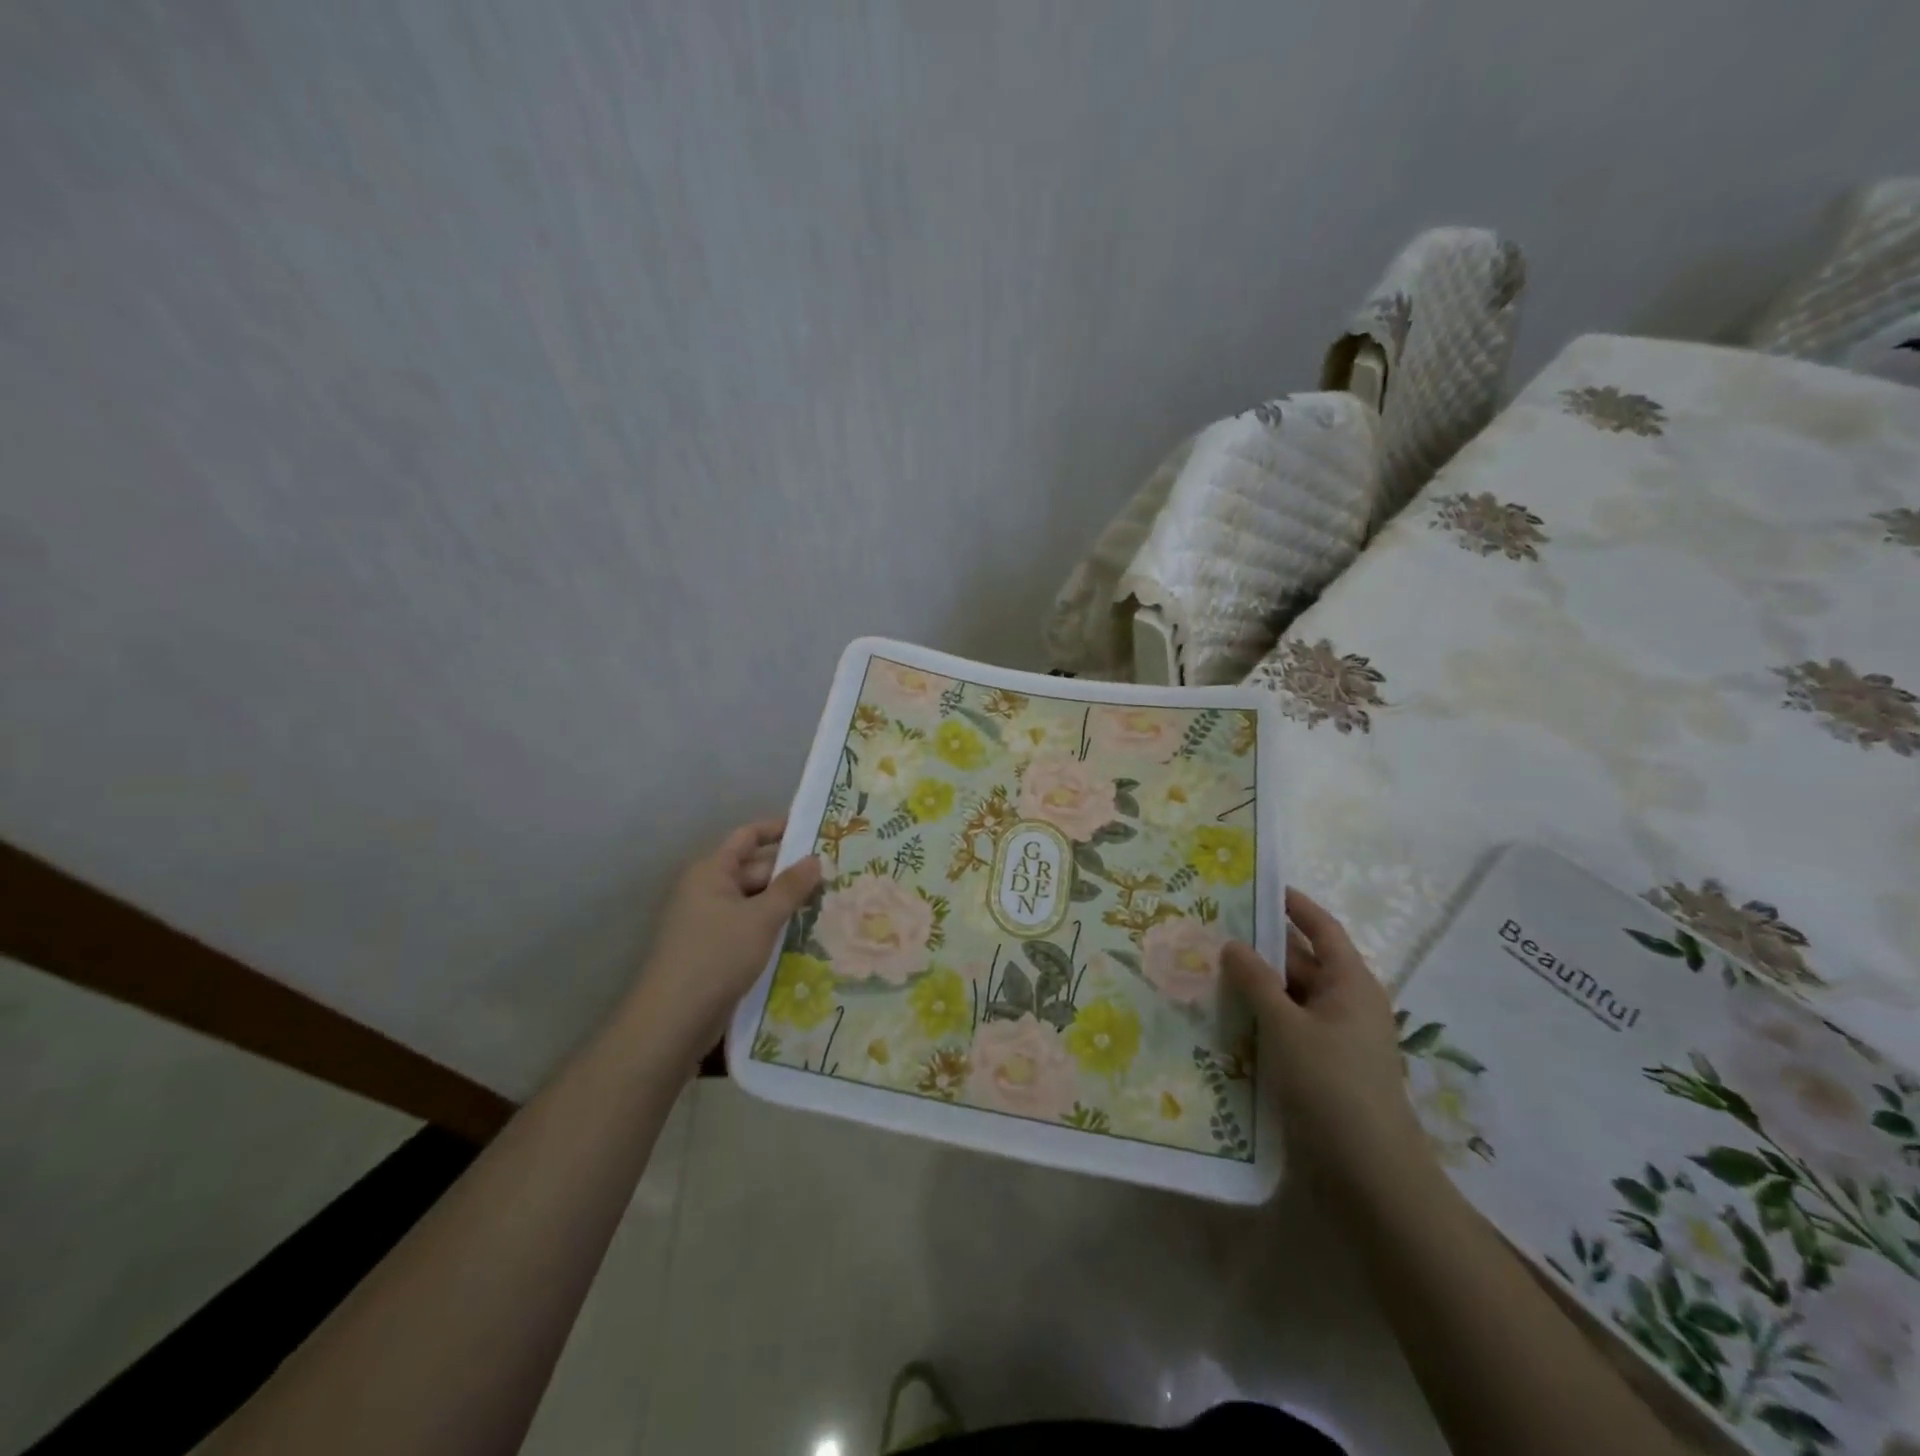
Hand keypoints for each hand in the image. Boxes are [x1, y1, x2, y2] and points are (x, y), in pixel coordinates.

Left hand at [629, 818, 821, 1056]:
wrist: (674, 1019)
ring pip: (755, 900)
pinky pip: (749, 925)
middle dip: (790, 871)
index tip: (814, 829)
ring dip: (785, 901)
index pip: (748, 836)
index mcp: (712, 871)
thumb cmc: (717, 955)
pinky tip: (802, 933)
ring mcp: (709, 920)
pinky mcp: (715, 949)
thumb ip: (790, 887)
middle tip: (833, 874)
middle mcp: (708, 889)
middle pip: (754, 869)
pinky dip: (773, 925)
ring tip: (826, 902)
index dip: (778, 829)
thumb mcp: (762, 918)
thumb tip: (815, 859)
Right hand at [1224, 888, 1432, 1202]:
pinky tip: (1225, 1017)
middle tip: (1213, 930)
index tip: (1258, 887)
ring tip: (1208, 968)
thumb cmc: (1331, 1086)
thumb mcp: (1286, 1027)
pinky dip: (1261, 1017)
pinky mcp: (1323, 1067)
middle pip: (1302, 961)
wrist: (1370, 1174)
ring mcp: (1336, 1037)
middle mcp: (1347, 1003)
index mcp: (1351, 983)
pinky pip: (1288, 1027)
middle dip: (1261, 947)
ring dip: (1256, 985)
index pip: (1322, 929)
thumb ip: (1256, 982)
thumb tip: (1233, 944)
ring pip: (1291, 997)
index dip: (1293, 905)